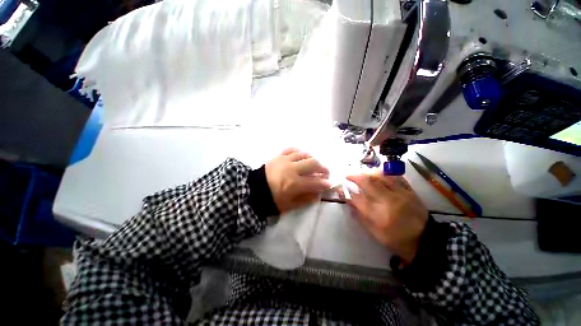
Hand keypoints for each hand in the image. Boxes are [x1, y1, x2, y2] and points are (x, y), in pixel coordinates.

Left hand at [265, 148, 330, 213]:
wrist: (253, 189)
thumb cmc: (271, 199)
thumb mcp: (288, 205)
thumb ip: (304, 200)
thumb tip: (318, 194)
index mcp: (294, 184)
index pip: (315, 182)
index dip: (325, 183)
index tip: (329, 183)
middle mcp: (292, 169)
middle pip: (313, 163)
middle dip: (323, 168)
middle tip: (325, 172)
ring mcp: (285, 160)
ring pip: (304, 154)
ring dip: (312, 159)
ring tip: (314, 164)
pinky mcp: (278, 156)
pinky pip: (291, 149)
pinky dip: (299, 152)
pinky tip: (301, 156)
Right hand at [345, 172, 428, 263]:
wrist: (425, 240)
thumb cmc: (396, 239)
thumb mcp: (374, 232)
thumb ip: (359, 215)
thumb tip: (349, 201)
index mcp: (379, 215)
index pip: (358, 198)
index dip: (346, 192)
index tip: (340, 188)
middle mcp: (389, 201)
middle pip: (369, 182)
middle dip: (355, 176)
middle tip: (348, 175)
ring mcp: (401, 194)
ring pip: (382, 175)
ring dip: (368, 172)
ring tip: (362, 173)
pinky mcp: (410, 191)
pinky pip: (395, 176)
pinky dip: (384, 173)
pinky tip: (378, 173)